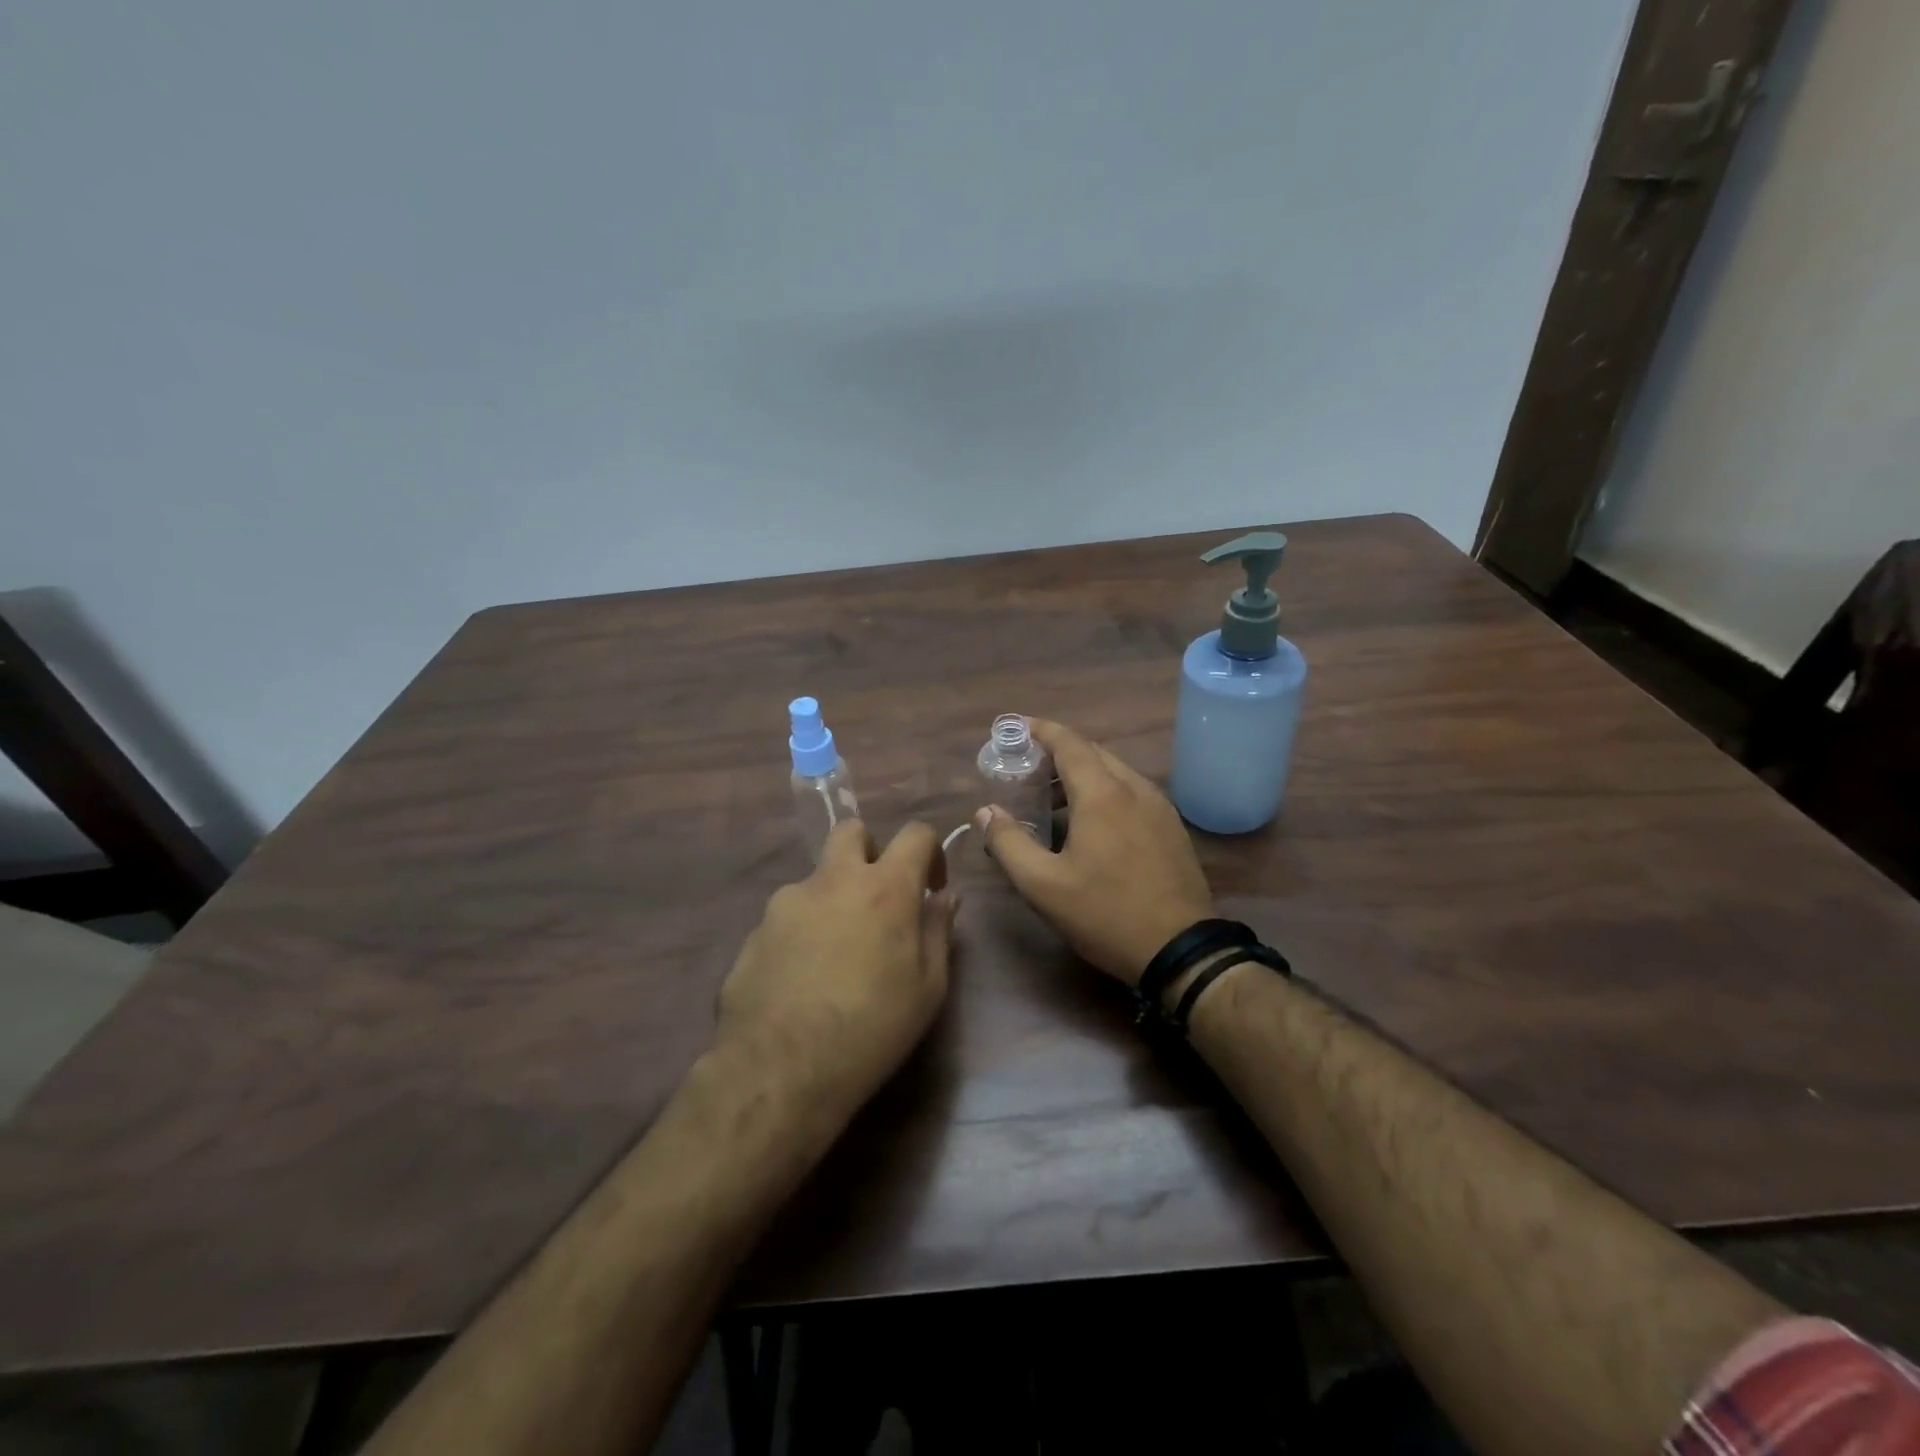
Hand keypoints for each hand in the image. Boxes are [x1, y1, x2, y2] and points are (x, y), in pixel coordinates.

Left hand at [716, 820, 956, 1124]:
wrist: (781, 1070)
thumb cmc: (872, 1028)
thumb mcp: (928, 988)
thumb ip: (938, 931)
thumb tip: (944, 897)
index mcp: (884, 888)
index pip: (915, 834)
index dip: (930, 852)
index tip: (931, 887)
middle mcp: (833, 880)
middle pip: (852, 831)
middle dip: (871, 851)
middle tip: (878, 897)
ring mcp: (786, 902)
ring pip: (816, 879)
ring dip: (833, 899)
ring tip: (835, 956)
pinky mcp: (755, 931)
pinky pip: (787, 917)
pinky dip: (801, 933)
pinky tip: (801, 980)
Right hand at [974, 719, 1214, 985]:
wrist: (1181, 949)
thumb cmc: (1106, 913)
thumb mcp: (1043, 886)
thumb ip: (1008, 843)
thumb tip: (985, 812)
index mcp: (1101, 794)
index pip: (1067, 742)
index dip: (1039, 730)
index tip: (1014, 727)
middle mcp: (1134, 788)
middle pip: (1091, 753)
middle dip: (1056, 753)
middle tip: (1025, 770)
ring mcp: (1159, 806)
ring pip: (1114, 772)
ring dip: (1080, 774)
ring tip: (1051, 799)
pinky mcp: (1171, 827)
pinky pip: (1131, 792)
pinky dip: (1103, 791)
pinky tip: (1090, 823)